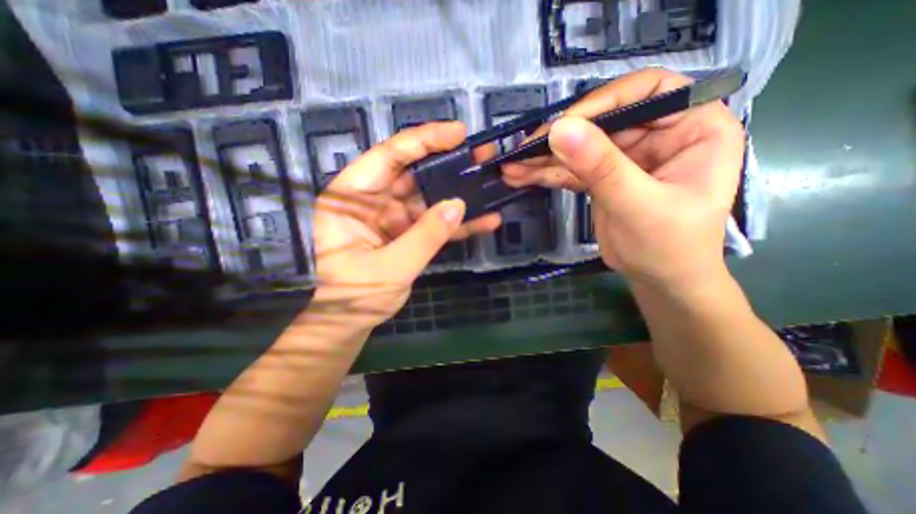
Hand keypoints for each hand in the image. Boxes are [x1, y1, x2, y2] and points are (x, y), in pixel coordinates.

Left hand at [311, 120, 502, 329]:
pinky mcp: (407, 232)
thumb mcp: (390, 267)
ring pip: (428, 196)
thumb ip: (425, 236)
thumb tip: (458, 204)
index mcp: (351, 197)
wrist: (352, 320)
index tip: (458, 133)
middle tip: (481, 154)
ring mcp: (392, 216)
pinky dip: (457, 222)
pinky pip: (434, 222)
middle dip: (448, 162)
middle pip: (413, 171)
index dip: (423, 140)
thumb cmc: (356, 295)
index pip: (388, 156)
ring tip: (489, 181)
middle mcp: (372, 199)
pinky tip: (485, 220)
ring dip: (458, 191)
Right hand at [505, 71, 747, 289]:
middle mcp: (658, 134)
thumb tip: (560, 129)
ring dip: (544, 159)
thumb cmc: (669, 246)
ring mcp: (626, 157)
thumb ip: (601, 167)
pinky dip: (546, 174)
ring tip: (512, 166)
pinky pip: (571, 169)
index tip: (563, 126)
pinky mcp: (602, 177)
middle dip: (559, 138)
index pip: (648, 91)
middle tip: (522, 151)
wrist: (659, 280)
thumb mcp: (637, 204)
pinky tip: (521, 176)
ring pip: (580, 147)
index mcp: (692, 126)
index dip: (603, 102)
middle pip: (602, 121)